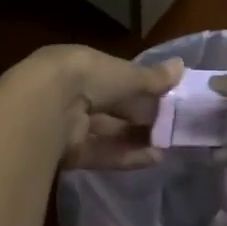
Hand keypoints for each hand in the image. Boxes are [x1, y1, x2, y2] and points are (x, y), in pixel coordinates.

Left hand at [7, 46, 182, 168]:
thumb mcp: (125, 74)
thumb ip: (153, 78)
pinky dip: (126, 156)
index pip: (114, 77)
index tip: (166, 97)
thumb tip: (182, 66)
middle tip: (171, 125)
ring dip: (136, 138)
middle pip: (111, 107)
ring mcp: (67, 124)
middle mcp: (71, 94)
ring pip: (107, 132)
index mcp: (80, 66)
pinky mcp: (68, 152)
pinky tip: (154, 159)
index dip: (140, 87)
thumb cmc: (87, 78)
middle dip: (140, 116)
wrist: (44, 109)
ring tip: (167, 146)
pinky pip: (101, 153)